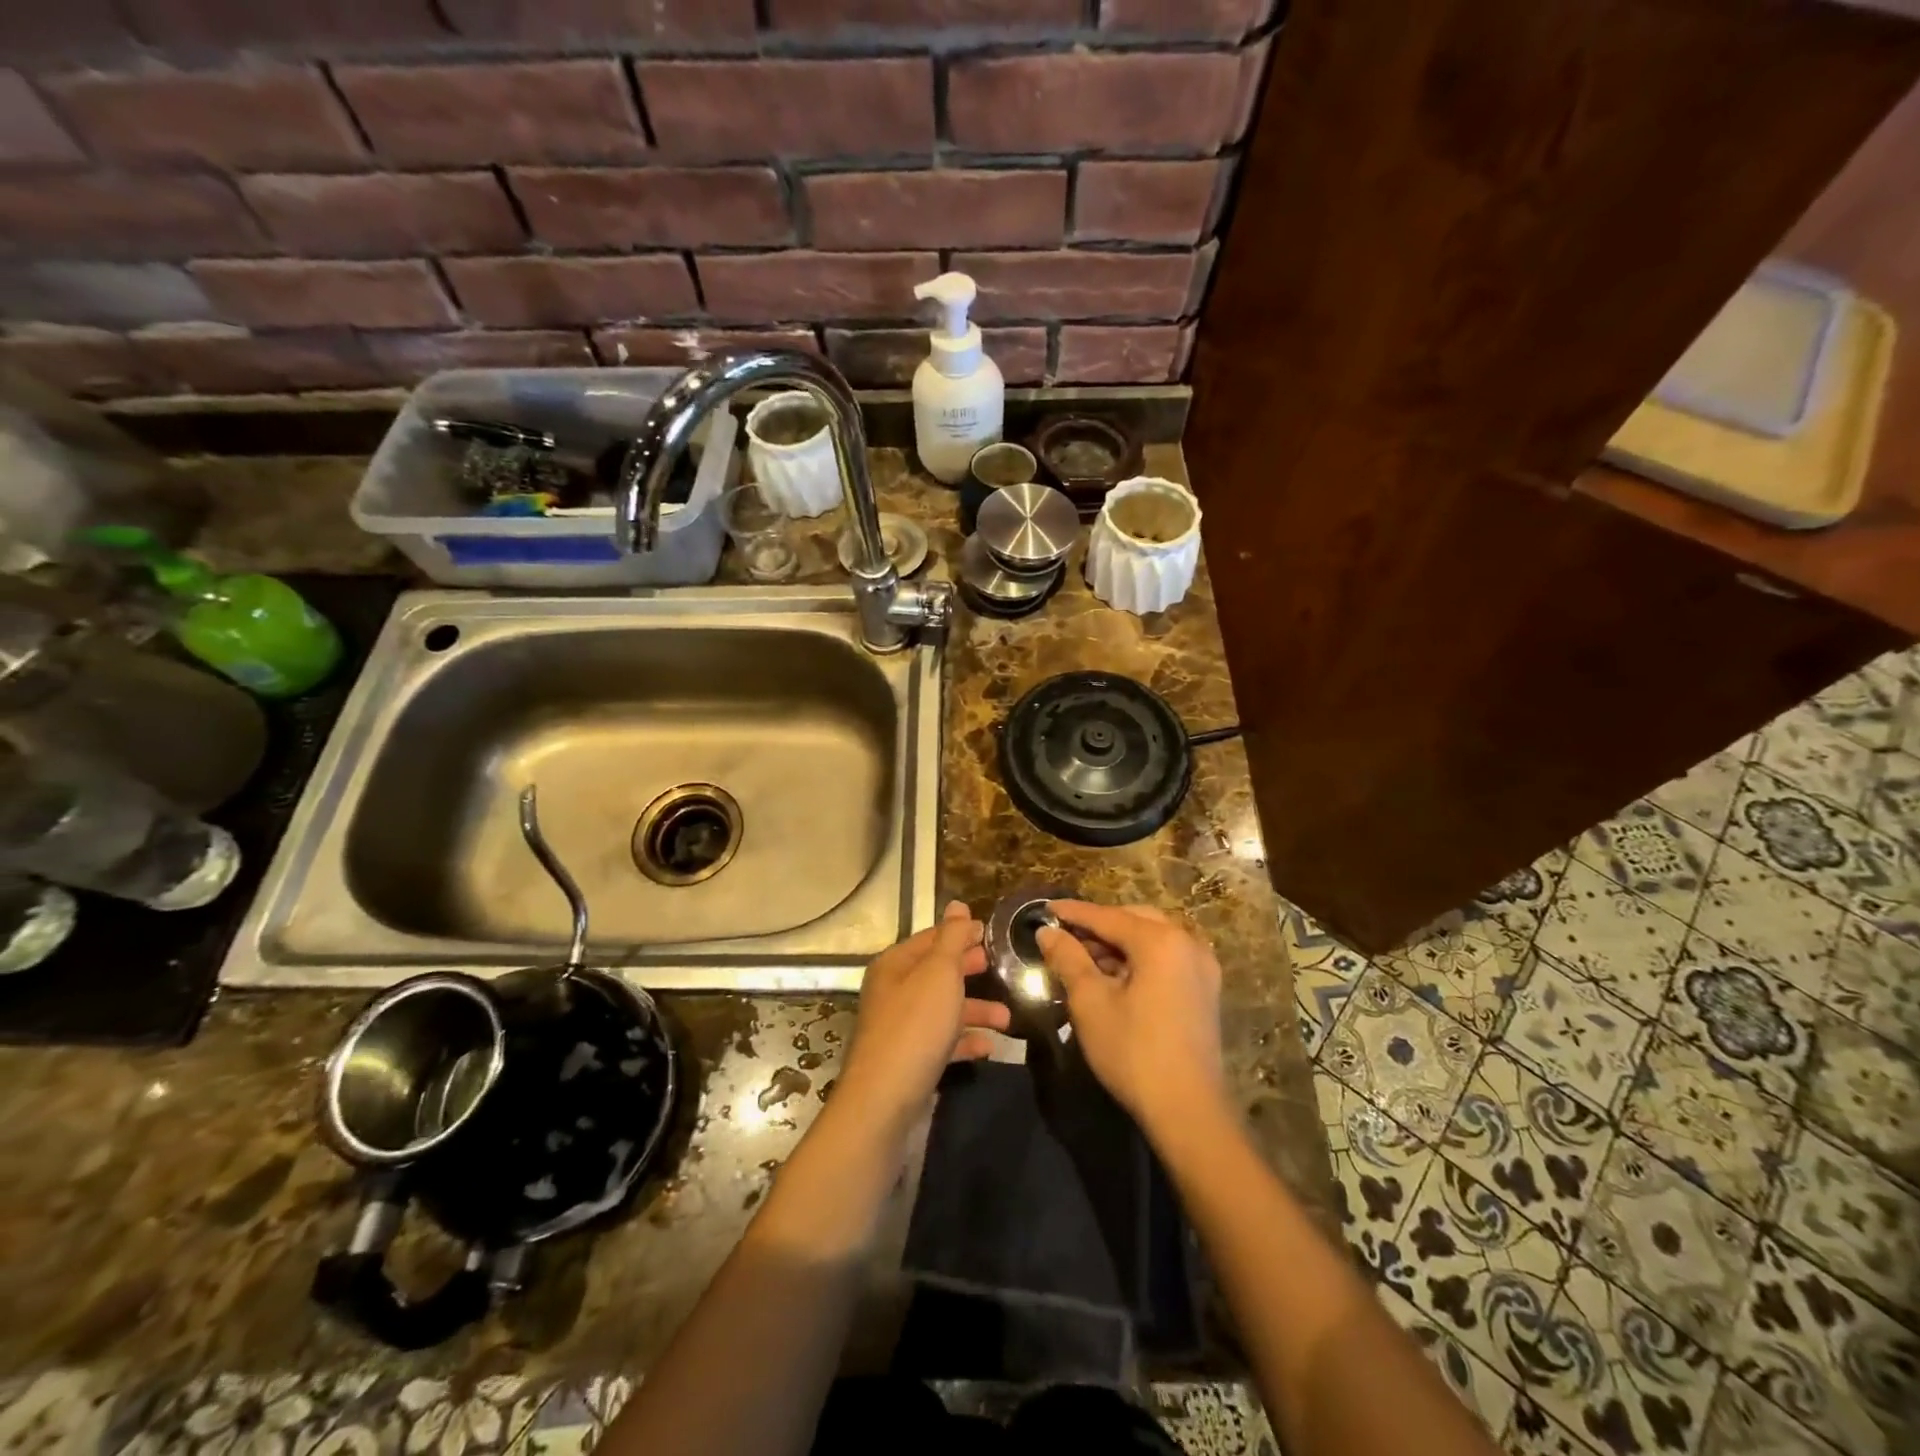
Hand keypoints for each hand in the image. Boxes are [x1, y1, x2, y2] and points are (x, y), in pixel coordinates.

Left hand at [838, 901, 1011, 1137]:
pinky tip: (989, 1047)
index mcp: (896, 964)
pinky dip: (964, 1041)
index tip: (993, 934)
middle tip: (1004, 968)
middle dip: (970, 970)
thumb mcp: (939, 973)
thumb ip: (952, 938)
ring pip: (943, 1009)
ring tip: (1009, 1019)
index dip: (961, 933)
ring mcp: (901, 1028)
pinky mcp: (909, 1060)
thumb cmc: (915, 1026)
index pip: (932, 938)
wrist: (884, 1101)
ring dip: (975, 1010)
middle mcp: (894, 991)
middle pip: (937, 973)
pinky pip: (942, 1042)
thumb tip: (958, 904)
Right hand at [1037, 901, 1228, 1135]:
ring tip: (1084, 957)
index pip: (1107, 916)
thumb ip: (1068, 958)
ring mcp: (1202, 967)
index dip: (1073, 913)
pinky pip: (1167, 958)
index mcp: (1161, 941)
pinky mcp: (1204, 990)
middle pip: (1134, 920)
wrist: (1188, 1110)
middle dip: (1098, 925)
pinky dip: (1139, 958)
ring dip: (1119, 943)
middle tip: (1064, 935)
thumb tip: (1048, 933)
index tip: (1044, 909)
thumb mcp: (1090, 1001)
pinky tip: (1115, 976)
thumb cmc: (1133, 1051)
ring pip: (1152, 938)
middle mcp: (1188, 943)